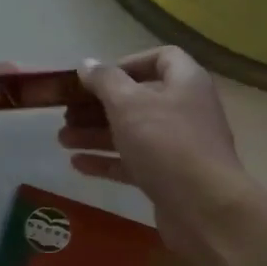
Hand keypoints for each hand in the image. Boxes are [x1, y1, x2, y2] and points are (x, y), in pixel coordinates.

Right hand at [63, 48, 256, 265]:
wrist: (204, 207)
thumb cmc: (166, 143)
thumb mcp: (128, 104)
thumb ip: (104, 81)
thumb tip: (86, 64)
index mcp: (185, 83)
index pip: (161, 58)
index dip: (127, 63)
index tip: (97, 78)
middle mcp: (185, 110)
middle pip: (138, 99)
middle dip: (99, 105)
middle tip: (66, 113)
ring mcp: (177, 146)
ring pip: (131, 133)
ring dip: (96, 134)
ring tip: (62, 139)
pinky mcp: (168, 177)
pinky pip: (132, 163)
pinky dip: (106, 161)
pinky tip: (76, 164)